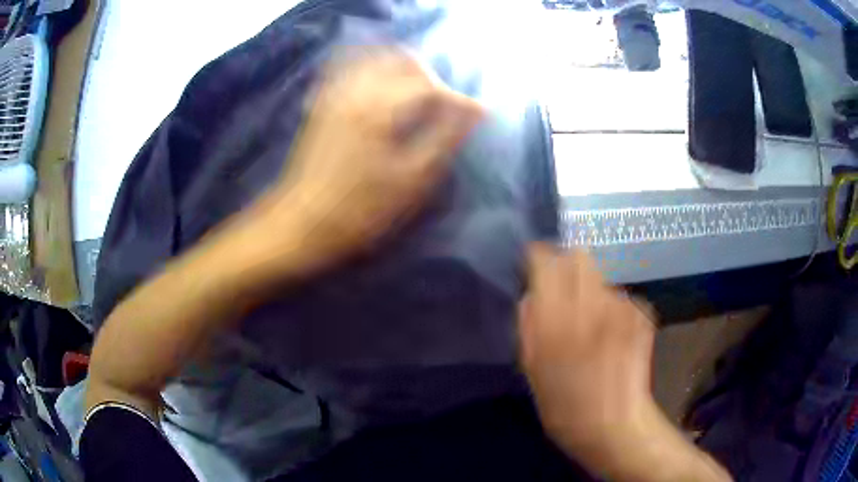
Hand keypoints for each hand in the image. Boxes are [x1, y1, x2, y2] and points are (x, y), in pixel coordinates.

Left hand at [263, 48, 483, 267]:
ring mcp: (334, 94)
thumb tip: (476, 110)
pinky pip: (351, 71)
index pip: (430, 86)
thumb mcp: (412, 179)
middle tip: (442, 105)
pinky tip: (382, 96)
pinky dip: (374, 74)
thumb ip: (445, 138)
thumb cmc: (360, 209)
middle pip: (402, 60)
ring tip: (417, 100)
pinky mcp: (322, 104)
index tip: (477, 114)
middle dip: (430, 77)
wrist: (303, 223)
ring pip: (376, 60)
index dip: (458, 99)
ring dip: (403, 72)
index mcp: (379, 107)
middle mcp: (355, 89)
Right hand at [519, 244, 657, 463]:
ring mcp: (622, 307)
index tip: (533, 270)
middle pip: (579, 256)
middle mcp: (592, 302)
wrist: (613, 425)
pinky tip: (610, 335)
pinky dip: (611, 308)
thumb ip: (529, 322)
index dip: (537, 258)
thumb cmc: (564, 405)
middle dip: (566, 265)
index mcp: (557, 317)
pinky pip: (619, 297)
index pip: (545, 259)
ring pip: (600, 276)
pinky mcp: (642, 314)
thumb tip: (532, 293)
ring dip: (590, 290)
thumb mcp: (531, 367)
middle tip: (560, 291)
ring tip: (589, 322)